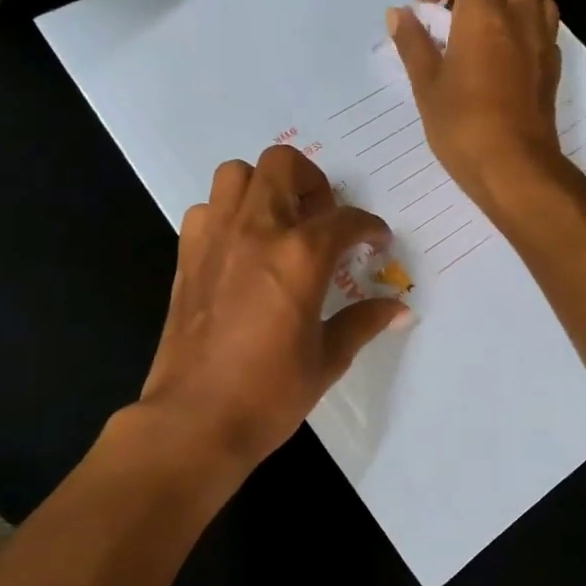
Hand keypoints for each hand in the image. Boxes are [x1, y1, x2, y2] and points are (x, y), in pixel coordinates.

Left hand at [135, 145, 409, 475]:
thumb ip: (362, 321)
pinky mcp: (187, 255)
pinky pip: (207, 209)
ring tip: (280, 224)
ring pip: (237, 174)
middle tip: (323, 219)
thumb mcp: (328, 359)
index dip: (369, 227)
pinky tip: (241, 249)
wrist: (195, 420)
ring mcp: (216, 238)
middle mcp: (257, 230)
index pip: (346, 219)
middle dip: (313, 182)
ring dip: (264, 187)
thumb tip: (399, 308)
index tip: (376, 242)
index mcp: (301, 255)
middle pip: (284, 165)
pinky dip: (228, 214)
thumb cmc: (269, 394)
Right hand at [388, 0, 567, 212]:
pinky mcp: (552, 68)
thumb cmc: (462, 127)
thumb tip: (398, 14)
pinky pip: (543, 27)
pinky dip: (522, 26)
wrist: (515, 168)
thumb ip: (413, 44)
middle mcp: (520, 19)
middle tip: (455, 11)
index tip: (425, 6)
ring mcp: (542, 43)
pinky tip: (500, 57)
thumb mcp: (426, 86)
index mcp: (485, 16)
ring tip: (481, 30)